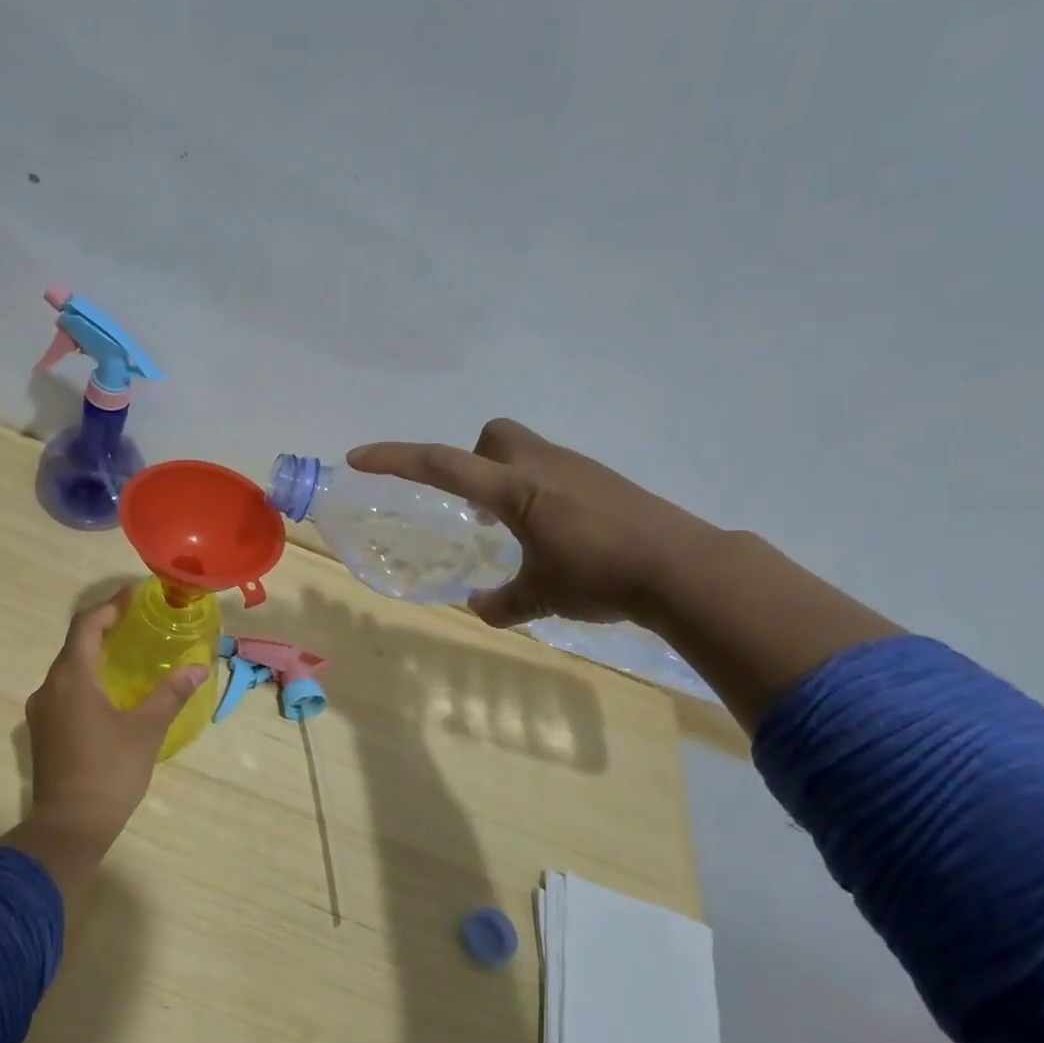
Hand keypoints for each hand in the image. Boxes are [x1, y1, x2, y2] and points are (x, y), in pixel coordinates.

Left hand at [6, 593, 206, 893]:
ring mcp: (42, 710)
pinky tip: (110, 693)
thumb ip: (171, 694)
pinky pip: (65, 690)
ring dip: (95, 655)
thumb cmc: (109, 772)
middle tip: (137, 622)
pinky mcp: (43, 731)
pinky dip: (87, 679)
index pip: (86, 625)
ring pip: (68, 669)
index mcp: (71, 678)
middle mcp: (49, 687)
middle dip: (104, 628)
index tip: (134, 596)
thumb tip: (197, 668)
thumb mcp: (147, 730)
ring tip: (128, 654)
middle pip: (75, 644)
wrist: (68, 827)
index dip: (109, 606)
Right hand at [347, 419, 715, 630]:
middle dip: (471, 463)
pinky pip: (551, 470)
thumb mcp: (543, 597)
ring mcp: (576, 469)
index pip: (443, 465)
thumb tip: (479, 606)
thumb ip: (502, 603)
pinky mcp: (601, 480)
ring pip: (523, 451)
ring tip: (511, 529)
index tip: (359, 457)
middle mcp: (542, 467)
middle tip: (474, 509)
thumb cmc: (602, 577)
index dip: (396, 459)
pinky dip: (536, 492)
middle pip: (491, 437)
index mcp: (516, 490)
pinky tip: (553, 534)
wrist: (685, 567)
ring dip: (504, 480)